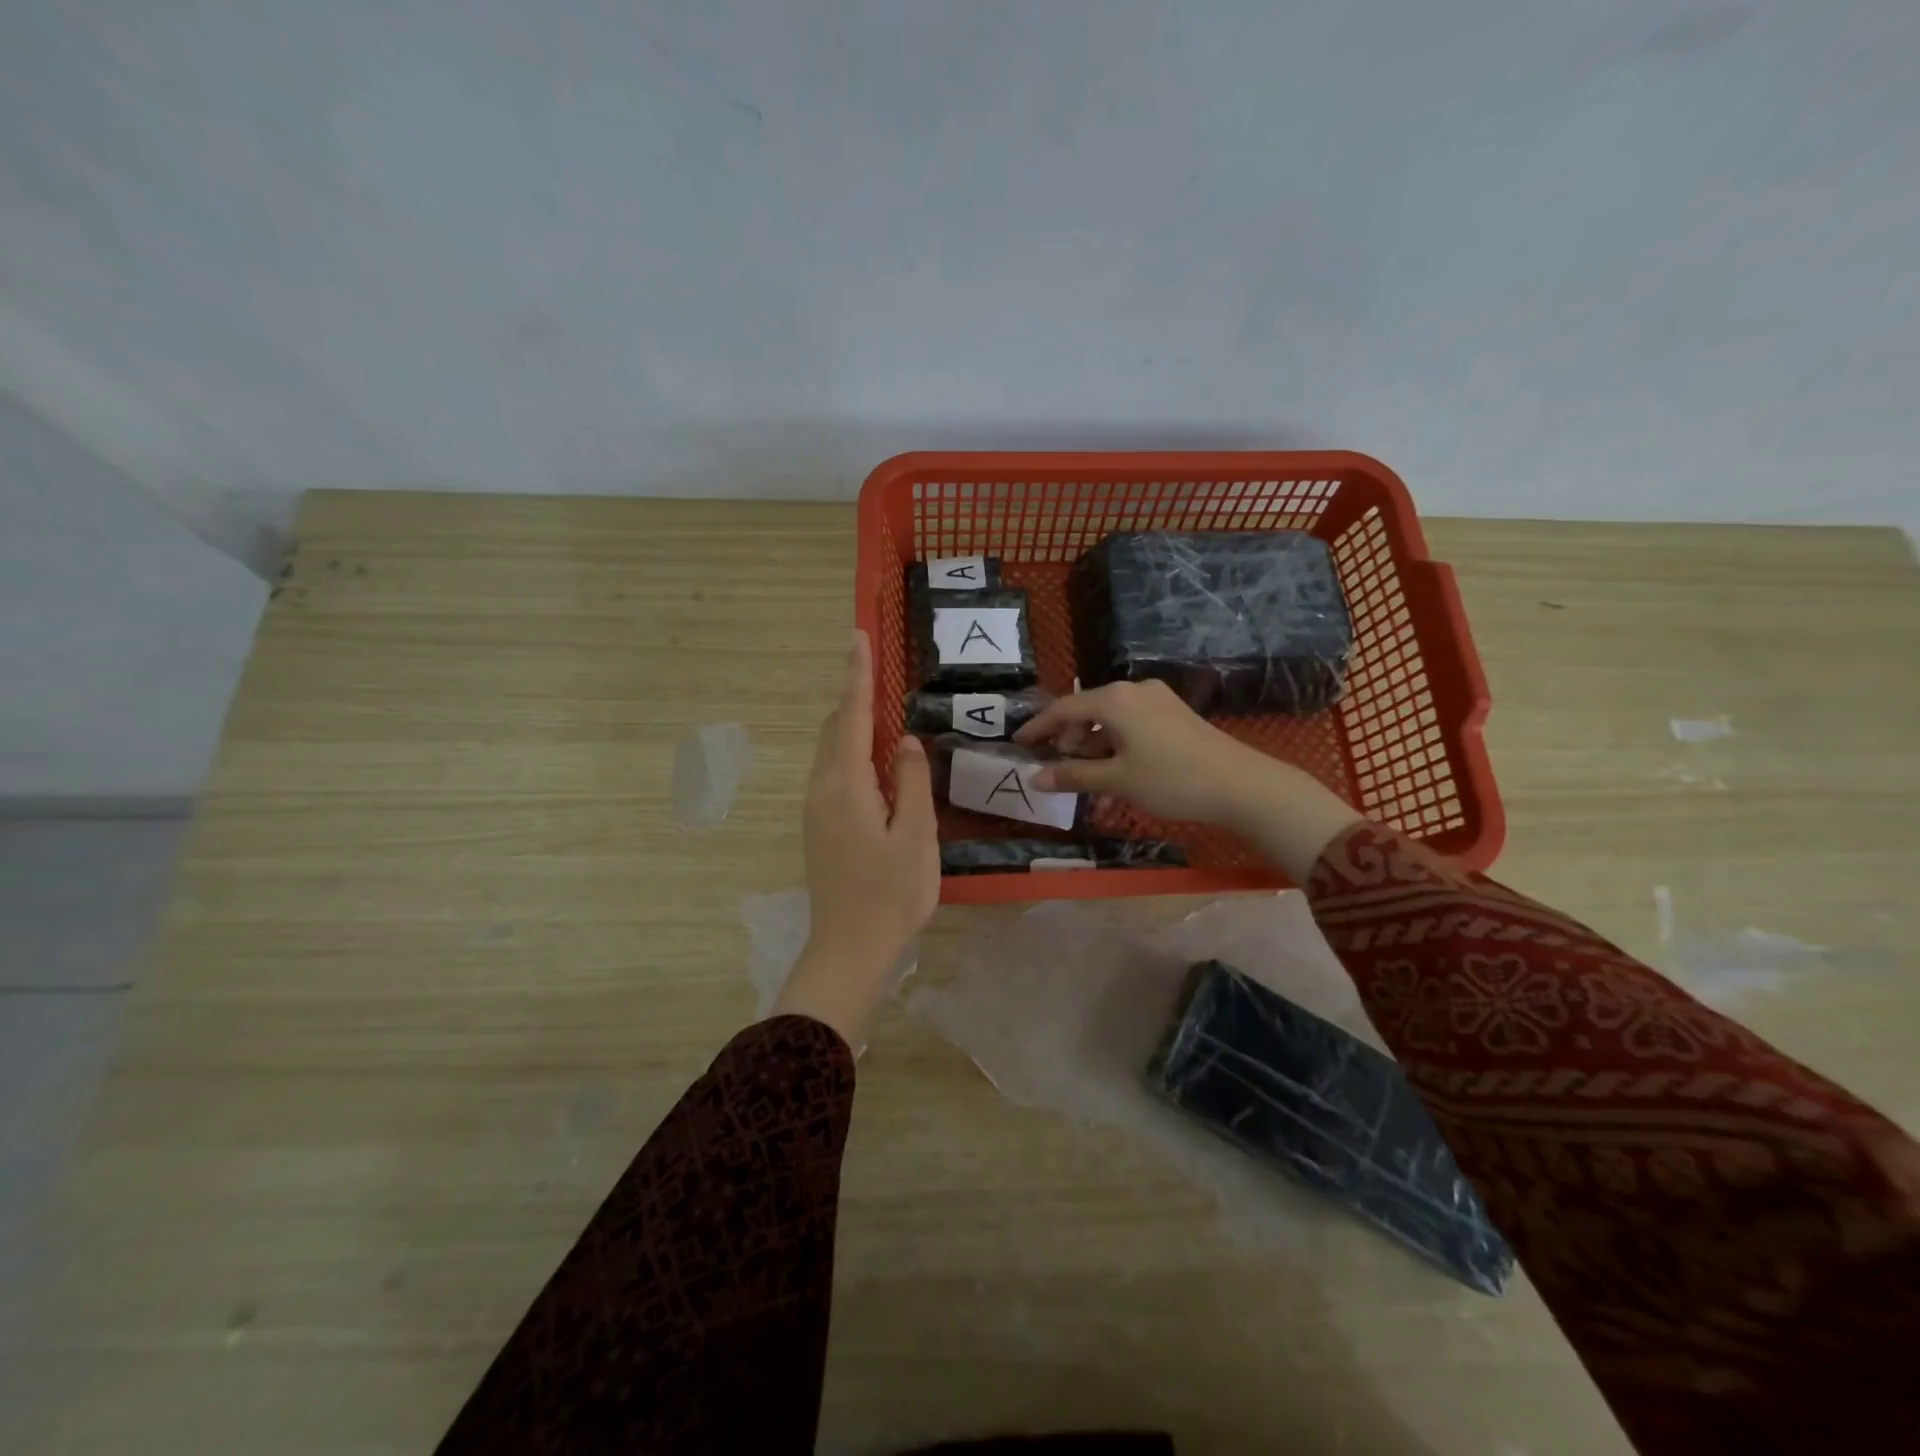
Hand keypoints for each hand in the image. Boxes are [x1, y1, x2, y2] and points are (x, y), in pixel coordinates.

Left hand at [772, 631, 938, 1048]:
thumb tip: (905, 741)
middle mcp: (822, 789)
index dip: (856, 675)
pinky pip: (832, 772)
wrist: (848, 949)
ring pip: (830, 751)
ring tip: (877, 707)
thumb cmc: (890, 894)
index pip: (851, 716)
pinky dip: (849, 751)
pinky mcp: (818, 827)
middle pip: (834, 729)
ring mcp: (815, 810)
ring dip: (850, 724)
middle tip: (873, 667)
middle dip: (852, 695)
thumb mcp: (916, 836)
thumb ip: (911, 782)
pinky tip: (872, 761)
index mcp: (846, 785)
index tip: (856, 637)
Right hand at [1014, 678, 1361, 880]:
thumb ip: (1074, 776)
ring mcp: (1157, 700)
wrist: (1241, 785)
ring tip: (1085, 775)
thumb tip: (1036, 777)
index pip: (1064, 708)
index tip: (1019, 742)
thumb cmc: (1172, 780)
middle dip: (1067, 737)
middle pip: (1087, 710)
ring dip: (1092, 745)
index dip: (1039, 727)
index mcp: (1115, 700)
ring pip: (1110, 719)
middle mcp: (1134, 690)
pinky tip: (1115, 771)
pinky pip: (1131, 724)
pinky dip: (1115, 744)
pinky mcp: (1174, 714)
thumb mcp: (1117, 781)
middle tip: (1054, 763)